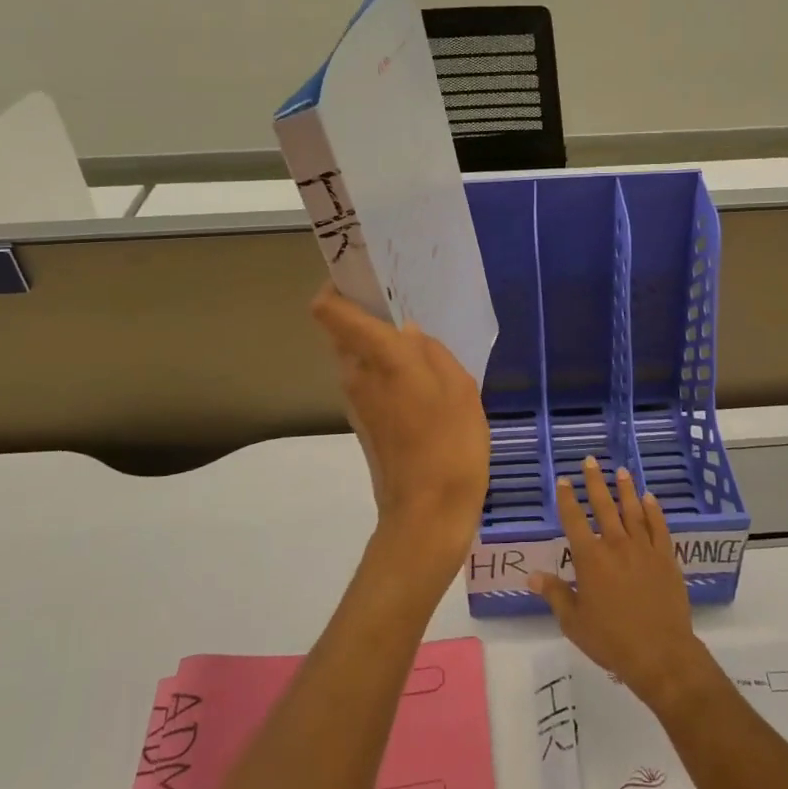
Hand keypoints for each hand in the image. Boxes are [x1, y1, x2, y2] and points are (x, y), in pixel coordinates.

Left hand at [311, 285, 490, 589]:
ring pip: (359, 356)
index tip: (363, 273)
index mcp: (377, 356)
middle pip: (345, 330)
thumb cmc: (450, 443)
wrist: (428, 514)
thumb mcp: (458, 386)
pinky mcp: (365, 423)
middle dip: (370, 314)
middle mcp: (356, 373)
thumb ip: (430, 350)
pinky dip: (389, 373)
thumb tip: (407, 333)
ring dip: (383, 346)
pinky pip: (371, 381)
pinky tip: (425, 384)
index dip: (336, 285)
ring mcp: (357, 401)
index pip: (329, 310)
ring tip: (425, 346)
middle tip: (409, 306)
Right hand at [529, 456, 713, 713]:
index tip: (562, 480)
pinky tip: (650, 498)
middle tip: (590, 461)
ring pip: (632, 511)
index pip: (574, 520)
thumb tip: (533, 576)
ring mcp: (643, 549)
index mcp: (590, 559)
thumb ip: (555, 594)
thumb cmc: (611, 640)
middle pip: (603, 506)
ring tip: (620, 471)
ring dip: (625, 489)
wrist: (660, 653)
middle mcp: (616, 545)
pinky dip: (654, 510)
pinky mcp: (666, 558)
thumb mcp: (574, 622)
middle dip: (594, 482)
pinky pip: (658, 527)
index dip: (566, 499)